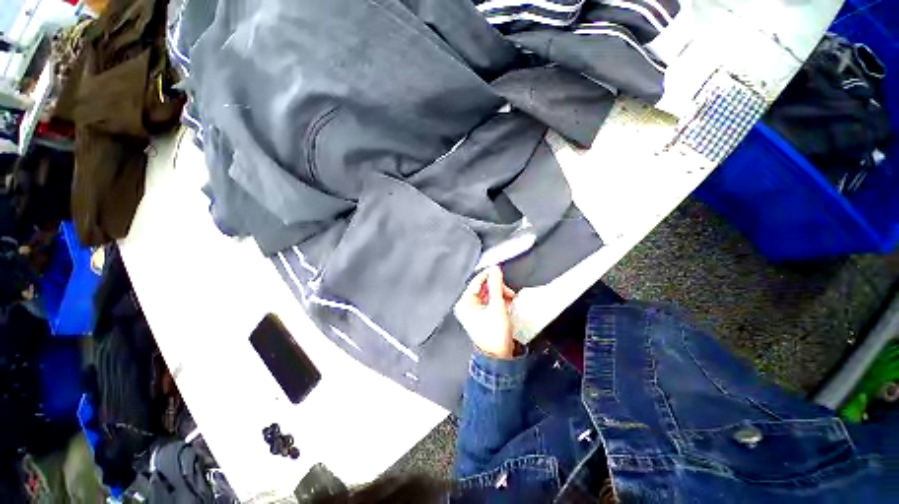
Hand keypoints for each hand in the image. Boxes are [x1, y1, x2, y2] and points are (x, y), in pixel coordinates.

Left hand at [455, 266, 517, 358]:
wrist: (499, 356)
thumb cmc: (495, 335)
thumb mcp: (497, 306)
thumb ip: (496, 286)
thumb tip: (495, 270)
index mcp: (465, 303)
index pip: (476, 281)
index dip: (488, 275)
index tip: (499, 270)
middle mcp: (466, 305)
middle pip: (482, 287)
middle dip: (497, 288)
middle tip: (508, 292)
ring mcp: (473, 310)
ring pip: (487, 293)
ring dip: (500, 294)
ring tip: (509, 299)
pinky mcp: (480, 314)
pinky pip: (489, 301)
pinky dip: (499, 300)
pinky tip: (507, 304)